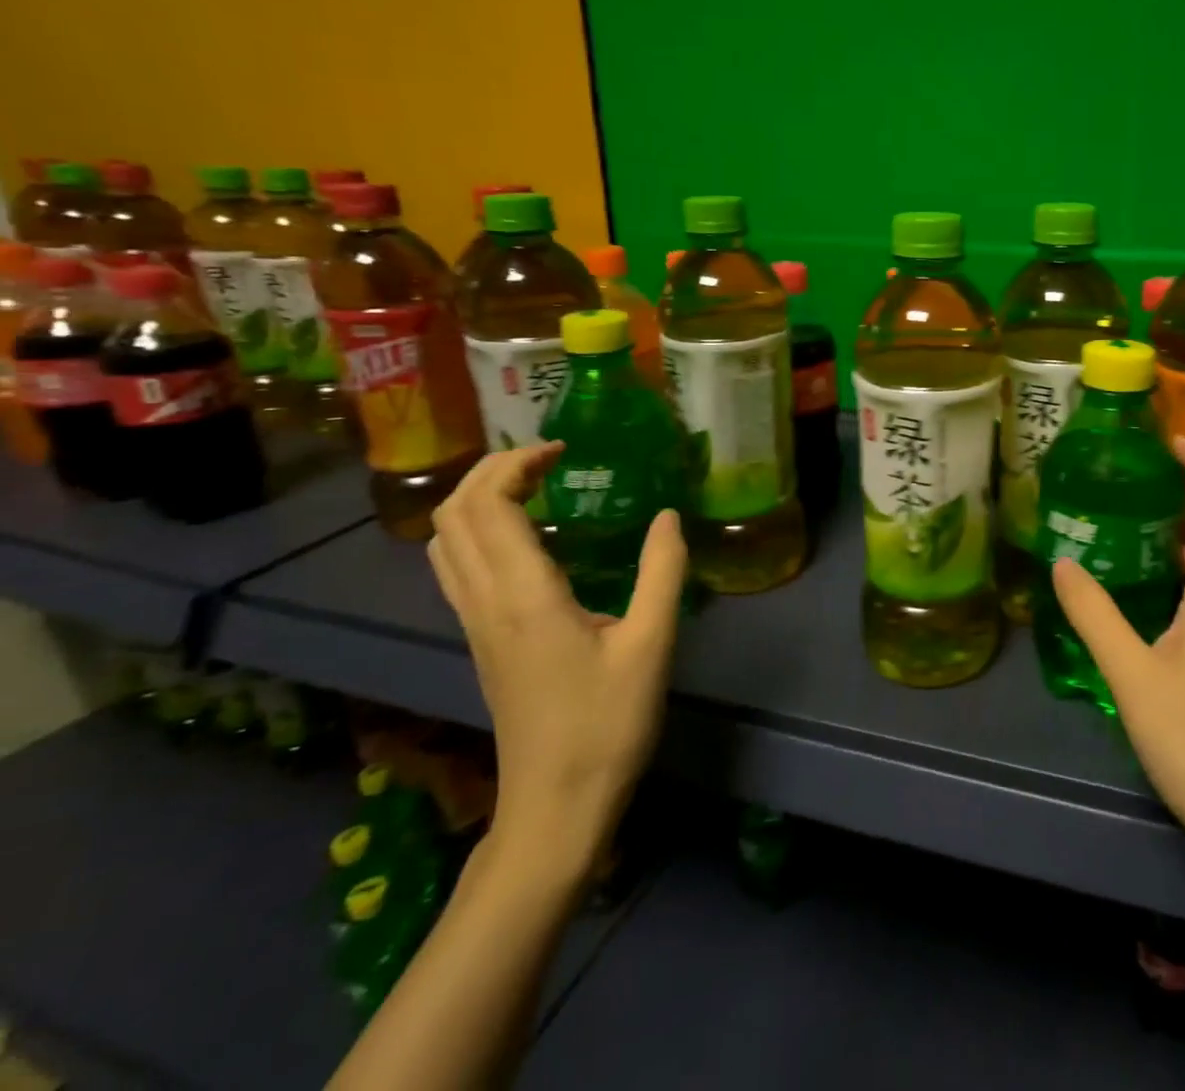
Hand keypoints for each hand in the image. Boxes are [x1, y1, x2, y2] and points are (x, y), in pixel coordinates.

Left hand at [427, 443, 685, 873]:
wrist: (556, 806)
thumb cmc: (607, 724)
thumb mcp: (652, 644)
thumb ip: (661, 572)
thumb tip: (668, 516)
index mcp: (523, 596)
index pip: (489, 507)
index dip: (515, 464)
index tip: (563, 449)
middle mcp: (485, 603)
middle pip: (453, 516)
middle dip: (490, 470)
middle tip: (547, 458)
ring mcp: (475, 625)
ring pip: (446, 543)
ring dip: (478, 500)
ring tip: (533, 485)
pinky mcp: (480, 642)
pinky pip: (459, 568)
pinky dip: (479, 531)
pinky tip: (528, 538)